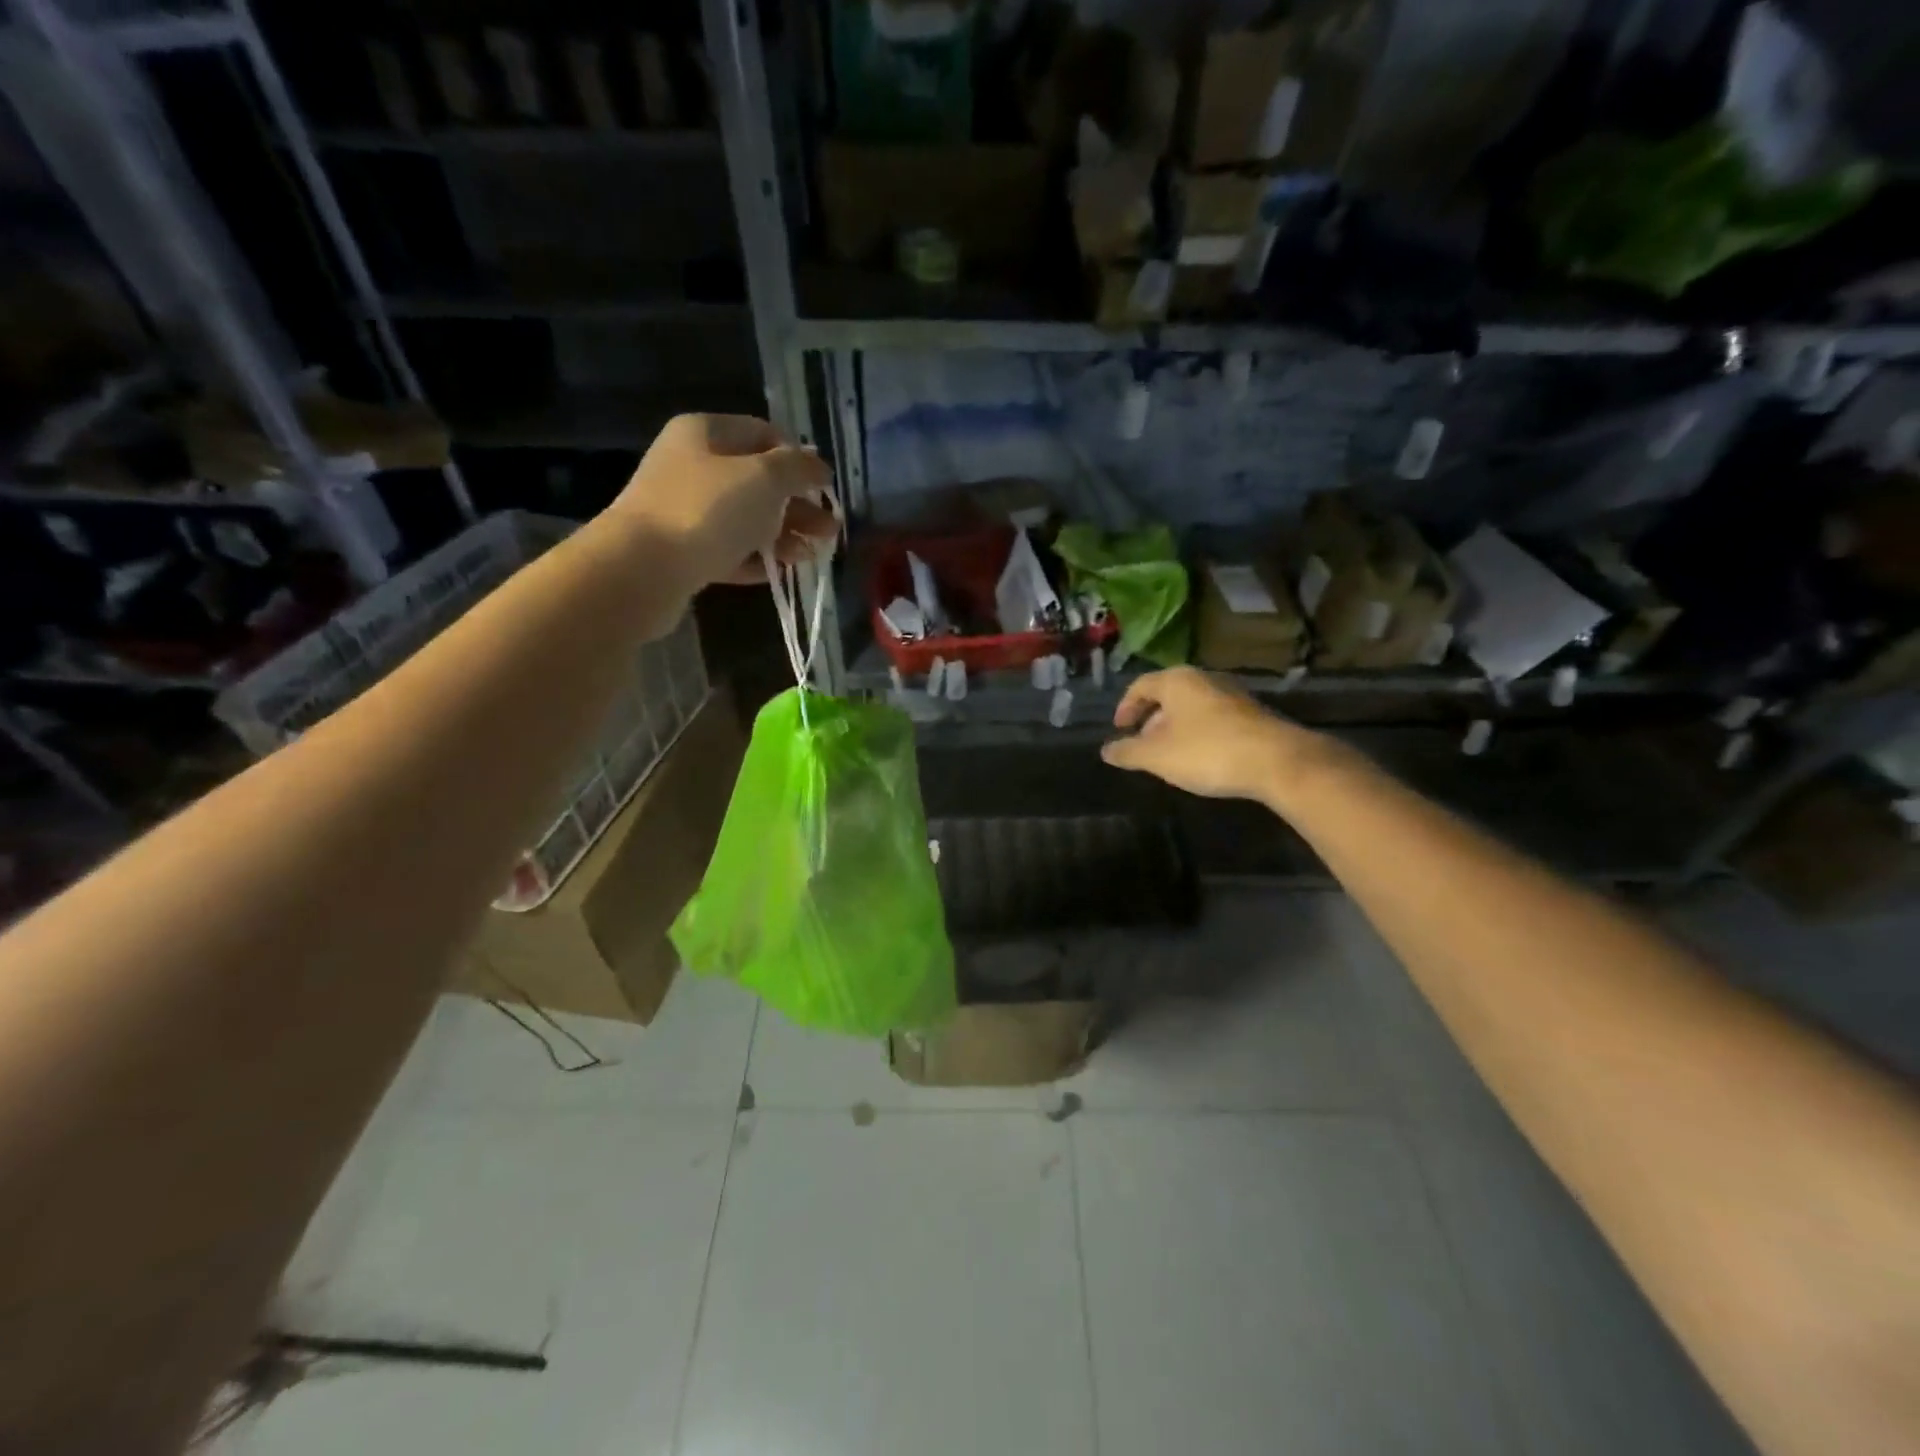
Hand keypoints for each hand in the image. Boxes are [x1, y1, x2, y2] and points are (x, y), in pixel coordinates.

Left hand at [608, 414, 837, 588]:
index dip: (798, 458)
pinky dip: (757, 558)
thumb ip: (797, 468)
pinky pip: (730, 550)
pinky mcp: (684, 552)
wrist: (642, 568)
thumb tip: (818, 466)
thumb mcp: (763, 478)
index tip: (824, 487)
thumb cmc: (707, 510)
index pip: (763, 434)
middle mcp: (692, 466)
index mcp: (706, 433)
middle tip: (829, 529)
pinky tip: (782, 571)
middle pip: (757, 481)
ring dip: (783, 534)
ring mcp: (685, 511)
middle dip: (797, 504)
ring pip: (746, 519)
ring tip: (812, 555)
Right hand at [1100, 666, 1335, 806]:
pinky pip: (1212, 717)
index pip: (1141, 685)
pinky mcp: (1251, 713)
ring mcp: (1231, 694)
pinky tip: (1200, 758)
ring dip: (1175, 727)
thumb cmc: (1207, 751)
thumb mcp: (1157, 756)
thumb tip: (1106, 750)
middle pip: (1167, 694)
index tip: (1119, 729)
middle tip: (1141, 743)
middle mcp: (1204, 679)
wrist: (1277, 761)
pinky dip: (1197, 732)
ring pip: (1191, 706)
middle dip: (1150, 719)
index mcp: (1177, 680)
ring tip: (1168, 754)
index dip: (1125, 707)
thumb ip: (1128, 752)